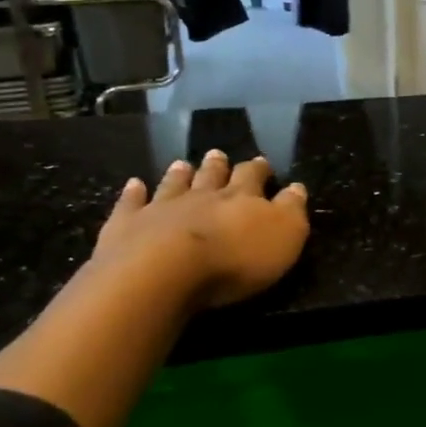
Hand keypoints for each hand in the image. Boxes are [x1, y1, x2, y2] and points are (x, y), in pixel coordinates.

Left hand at [91, 150, 308, 308]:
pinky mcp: (128, 224)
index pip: (254, 177)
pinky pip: (132, 203)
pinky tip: (134, 184)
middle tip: (218, 155)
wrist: (164, 271)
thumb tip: (297, 188)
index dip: (259, 170)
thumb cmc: (235, 259)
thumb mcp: (284, 237)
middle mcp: (202, 195)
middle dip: (218, 165)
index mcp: (242, 198)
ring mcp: (162, 207)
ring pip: (174, 184)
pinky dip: (133, 193)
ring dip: (180, 174)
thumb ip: (292, 210)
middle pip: (212, 175)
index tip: (262, 163)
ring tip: (183, 164)